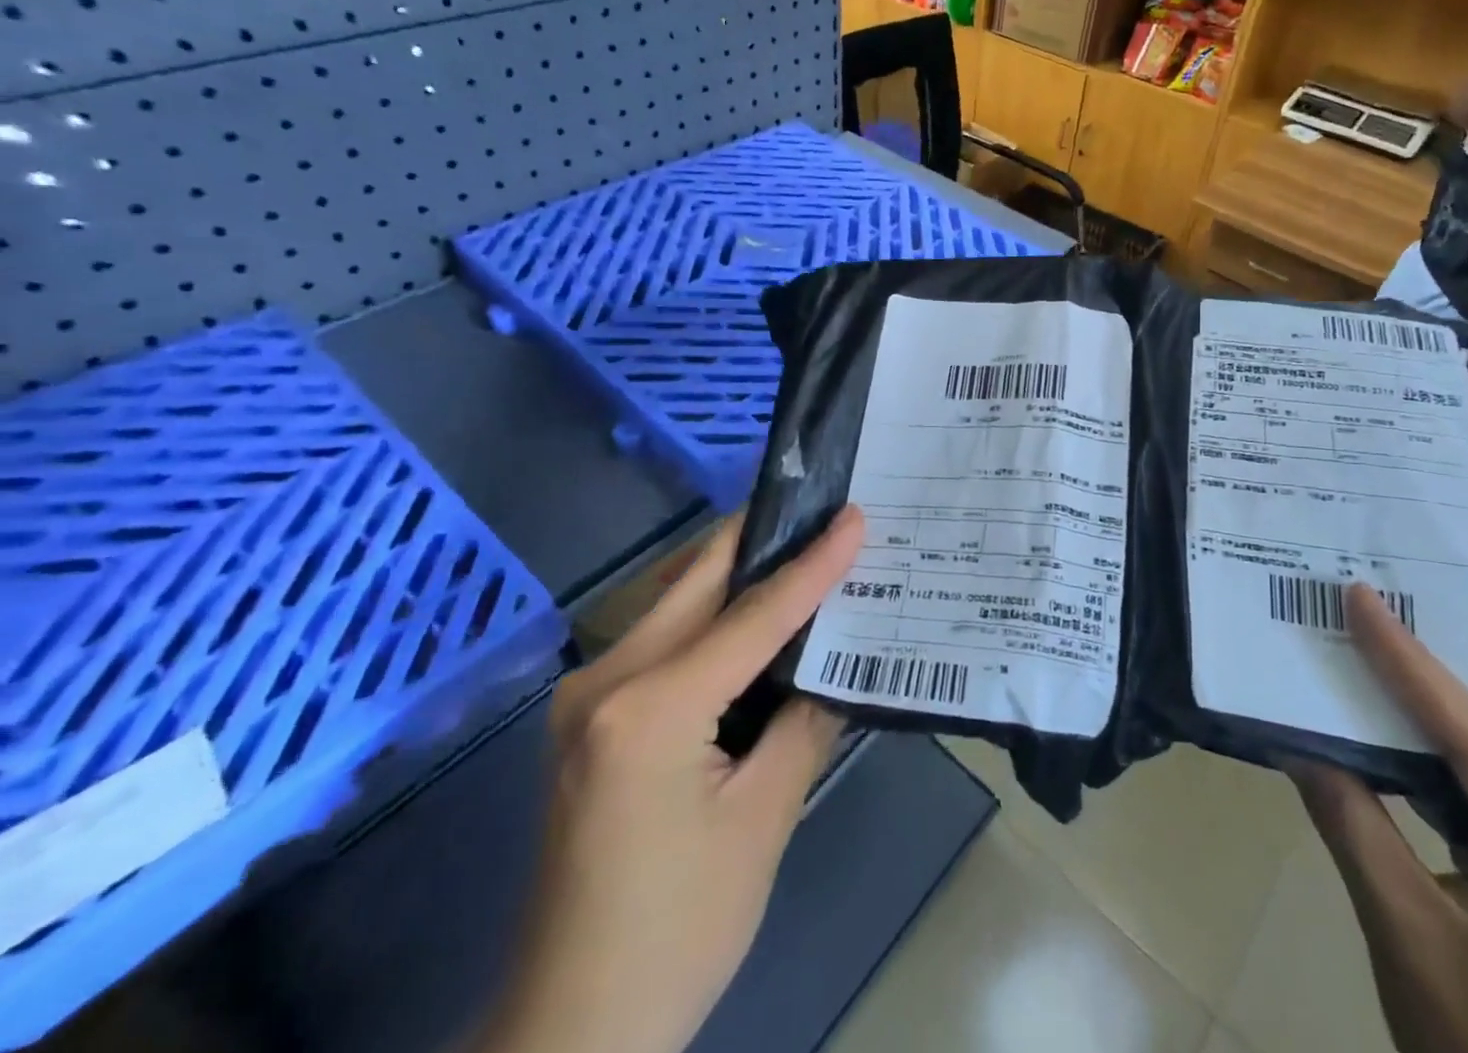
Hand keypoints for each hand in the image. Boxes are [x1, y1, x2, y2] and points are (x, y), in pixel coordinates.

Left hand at [474, 508, 864, 1052]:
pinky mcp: (590, 713)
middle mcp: (604, 681)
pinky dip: (714, 616)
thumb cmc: (679, 931)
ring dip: (738, 573)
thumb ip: (804, 720)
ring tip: (801, 546)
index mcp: (649, 709)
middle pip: (698, 581)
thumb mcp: (764, 820)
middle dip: (762, 536)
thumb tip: (838, 657)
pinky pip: (663, 638)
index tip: (854, 515)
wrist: (573, 1026)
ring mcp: (586, 694)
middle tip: (821, 507)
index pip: (752, 616)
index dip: (812, 564)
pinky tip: (755, 612)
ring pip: (677, 601)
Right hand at [1294, 586, 1467, 1052]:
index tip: (1360, 595)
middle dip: (1434, 662)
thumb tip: (1295, 737)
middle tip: (1367, 610)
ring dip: (1445, 699)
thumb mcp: (1404, 932)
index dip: (1408, 658)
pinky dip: (1459, 746)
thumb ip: (1349, 819)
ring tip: (1379, 650)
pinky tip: (1409, 726)